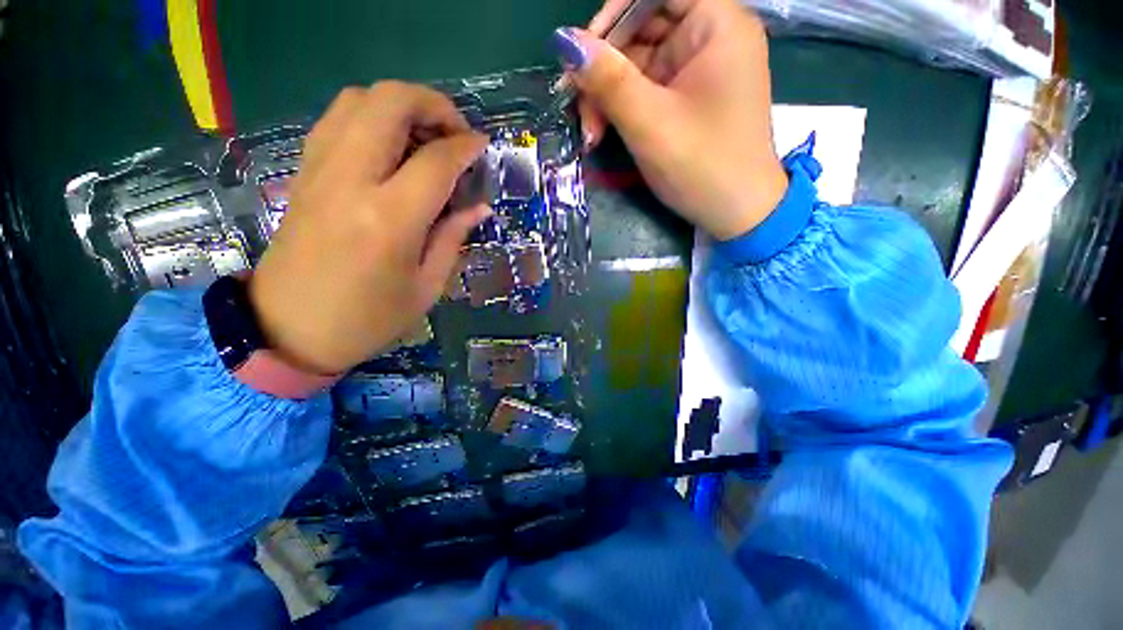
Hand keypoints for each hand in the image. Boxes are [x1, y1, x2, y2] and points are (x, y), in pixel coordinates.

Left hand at [248, 81, 490, 374]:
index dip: (466, 146)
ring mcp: (320, 170)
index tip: (483, 147)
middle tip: (456, 132)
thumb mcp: (426, 287)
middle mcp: (351, 180)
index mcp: (389, 219)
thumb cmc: (368, 318)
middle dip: (433, 104)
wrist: (289, 328)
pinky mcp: (305, 171)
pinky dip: (373, 116)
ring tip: (427, 137)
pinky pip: (339, 119)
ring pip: (360, 99)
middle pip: (389, 103)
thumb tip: (478, 206)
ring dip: (401, 105)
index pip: (436, 160)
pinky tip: (392, 147)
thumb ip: (452, 238)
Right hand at [551, 0, 786, 239]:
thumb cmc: (701, 166)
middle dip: (603, 69)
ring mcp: (697, 71)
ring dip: (607, 96)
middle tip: (578, 108)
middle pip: (642, 29)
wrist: (736, 213)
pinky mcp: (686, 99)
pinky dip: (621, 109)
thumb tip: (564, 41)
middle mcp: (709, 37)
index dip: (614, 14)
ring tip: (591, 134)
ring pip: (637, 64)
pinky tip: (603, 133)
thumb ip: (607, 79)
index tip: (583, 53)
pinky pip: (645, 90)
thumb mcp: (650, 122)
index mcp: (717, 23)